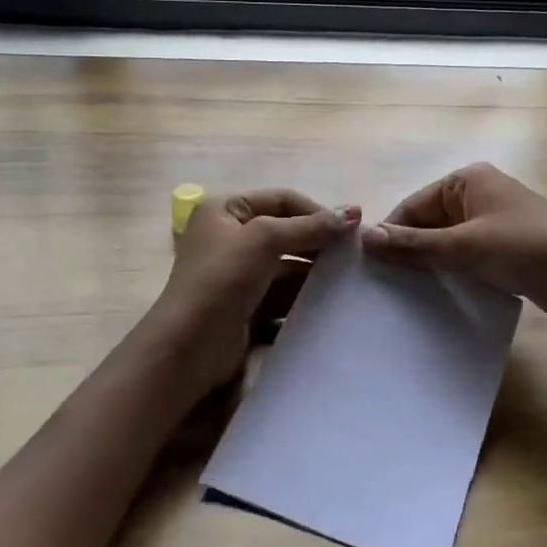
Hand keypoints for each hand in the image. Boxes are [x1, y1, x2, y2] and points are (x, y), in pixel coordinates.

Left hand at [151, 188, 359, 396]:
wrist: (190, 345)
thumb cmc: (222, 279)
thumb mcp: (265, 239)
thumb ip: (310, 226)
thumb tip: (354, 212)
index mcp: (226, 210)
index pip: (282, 200)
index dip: (317, 211)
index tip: (352, 229)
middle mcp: (230, 237)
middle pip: (287, 232)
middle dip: (319, 242)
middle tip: (355, 254)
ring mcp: (238, 273)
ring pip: (288, 265)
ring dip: (316, 271)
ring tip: (349, 278)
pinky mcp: (247, 305)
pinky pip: (283, 293)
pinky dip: (305, 295)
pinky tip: (331, 301)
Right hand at [360, 163, 546, 330]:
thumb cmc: (525, 248)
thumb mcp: (465, 246)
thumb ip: (414, 245)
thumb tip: (365, 237)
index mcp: (467, 180)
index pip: (413, 205)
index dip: (391, 234)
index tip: (368, 268)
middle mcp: (478, 195)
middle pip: (428, 223)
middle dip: (409, 251)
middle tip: (383, 286)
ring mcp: (493, 222)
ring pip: (446, 242)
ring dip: (429, 265)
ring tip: (402, 295)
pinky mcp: (505, 249)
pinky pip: (466, 257)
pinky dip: (451, 272)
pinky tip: (435, 296)